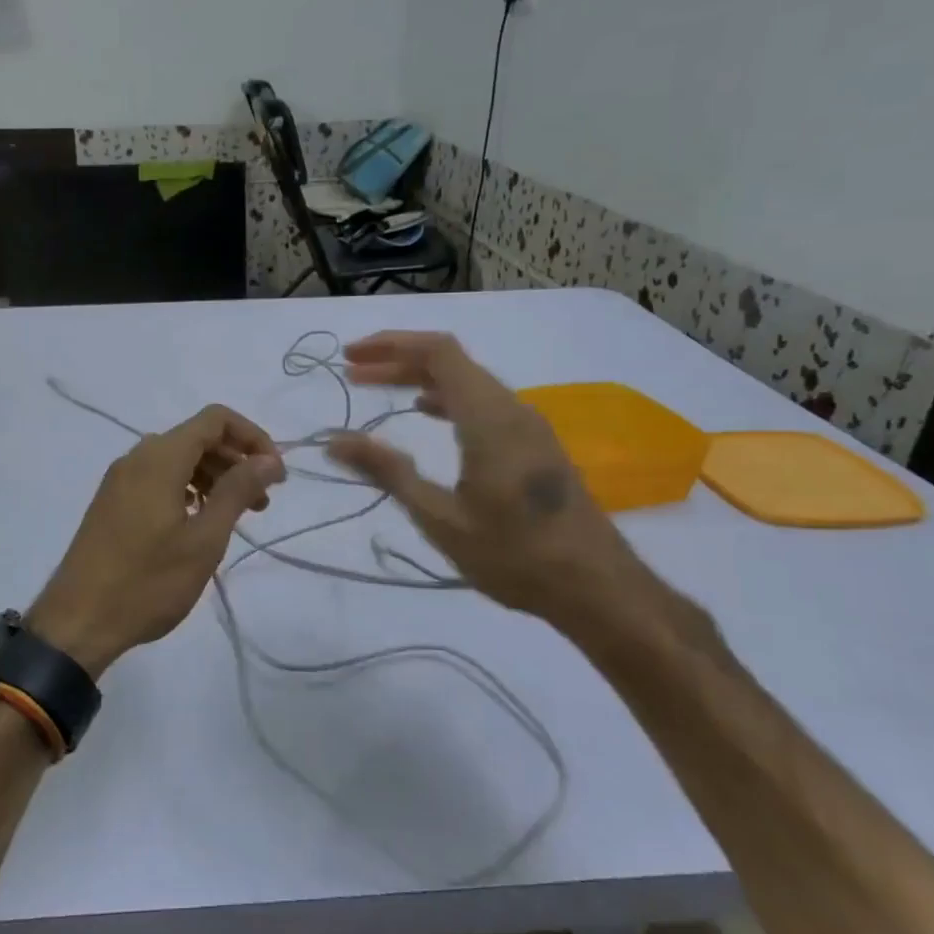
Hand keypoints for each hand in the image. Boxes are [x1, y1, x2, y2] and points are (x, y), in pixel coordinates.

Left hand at [29, 405, 285, 674]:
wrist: (77, 622)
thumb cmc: (147, 582)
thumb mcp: (204, 539)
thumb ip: (237, 491)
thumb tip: (269, 460)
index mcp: (160, 458)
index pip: (215, 419)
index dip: (252, 437)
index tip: (275, 474)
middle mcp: (137, 457)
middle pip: (197, 438)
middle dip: (236, 461)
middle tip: (263, 501)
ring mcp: (120, 480)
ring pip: (177, 459)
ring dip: (213, 477)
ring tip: (237, 515)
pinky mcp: (112, 502)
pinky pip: (158, 479)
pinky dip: (187, 489)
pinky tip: (199, 521)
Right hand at [325, 331, 646, 640]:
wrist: (598, 588)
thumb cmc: (515, 555)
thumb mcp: (440, 518)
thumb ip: (388, 472)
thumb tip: (335, 441)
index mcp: (489, 417)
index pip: (438, 352)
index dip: (391, 346)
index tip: (351, 358)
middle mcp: (511, 409)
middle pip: (451, 362)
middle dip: (398, 360)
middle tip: (353, 373)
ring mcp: (528, 426)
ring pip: (468, 381)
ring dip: (420, 378)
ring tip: (379, 388)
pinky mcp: (534, 445)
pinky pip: (483, 402)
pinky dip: (446, 398)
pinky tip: (425, 414)